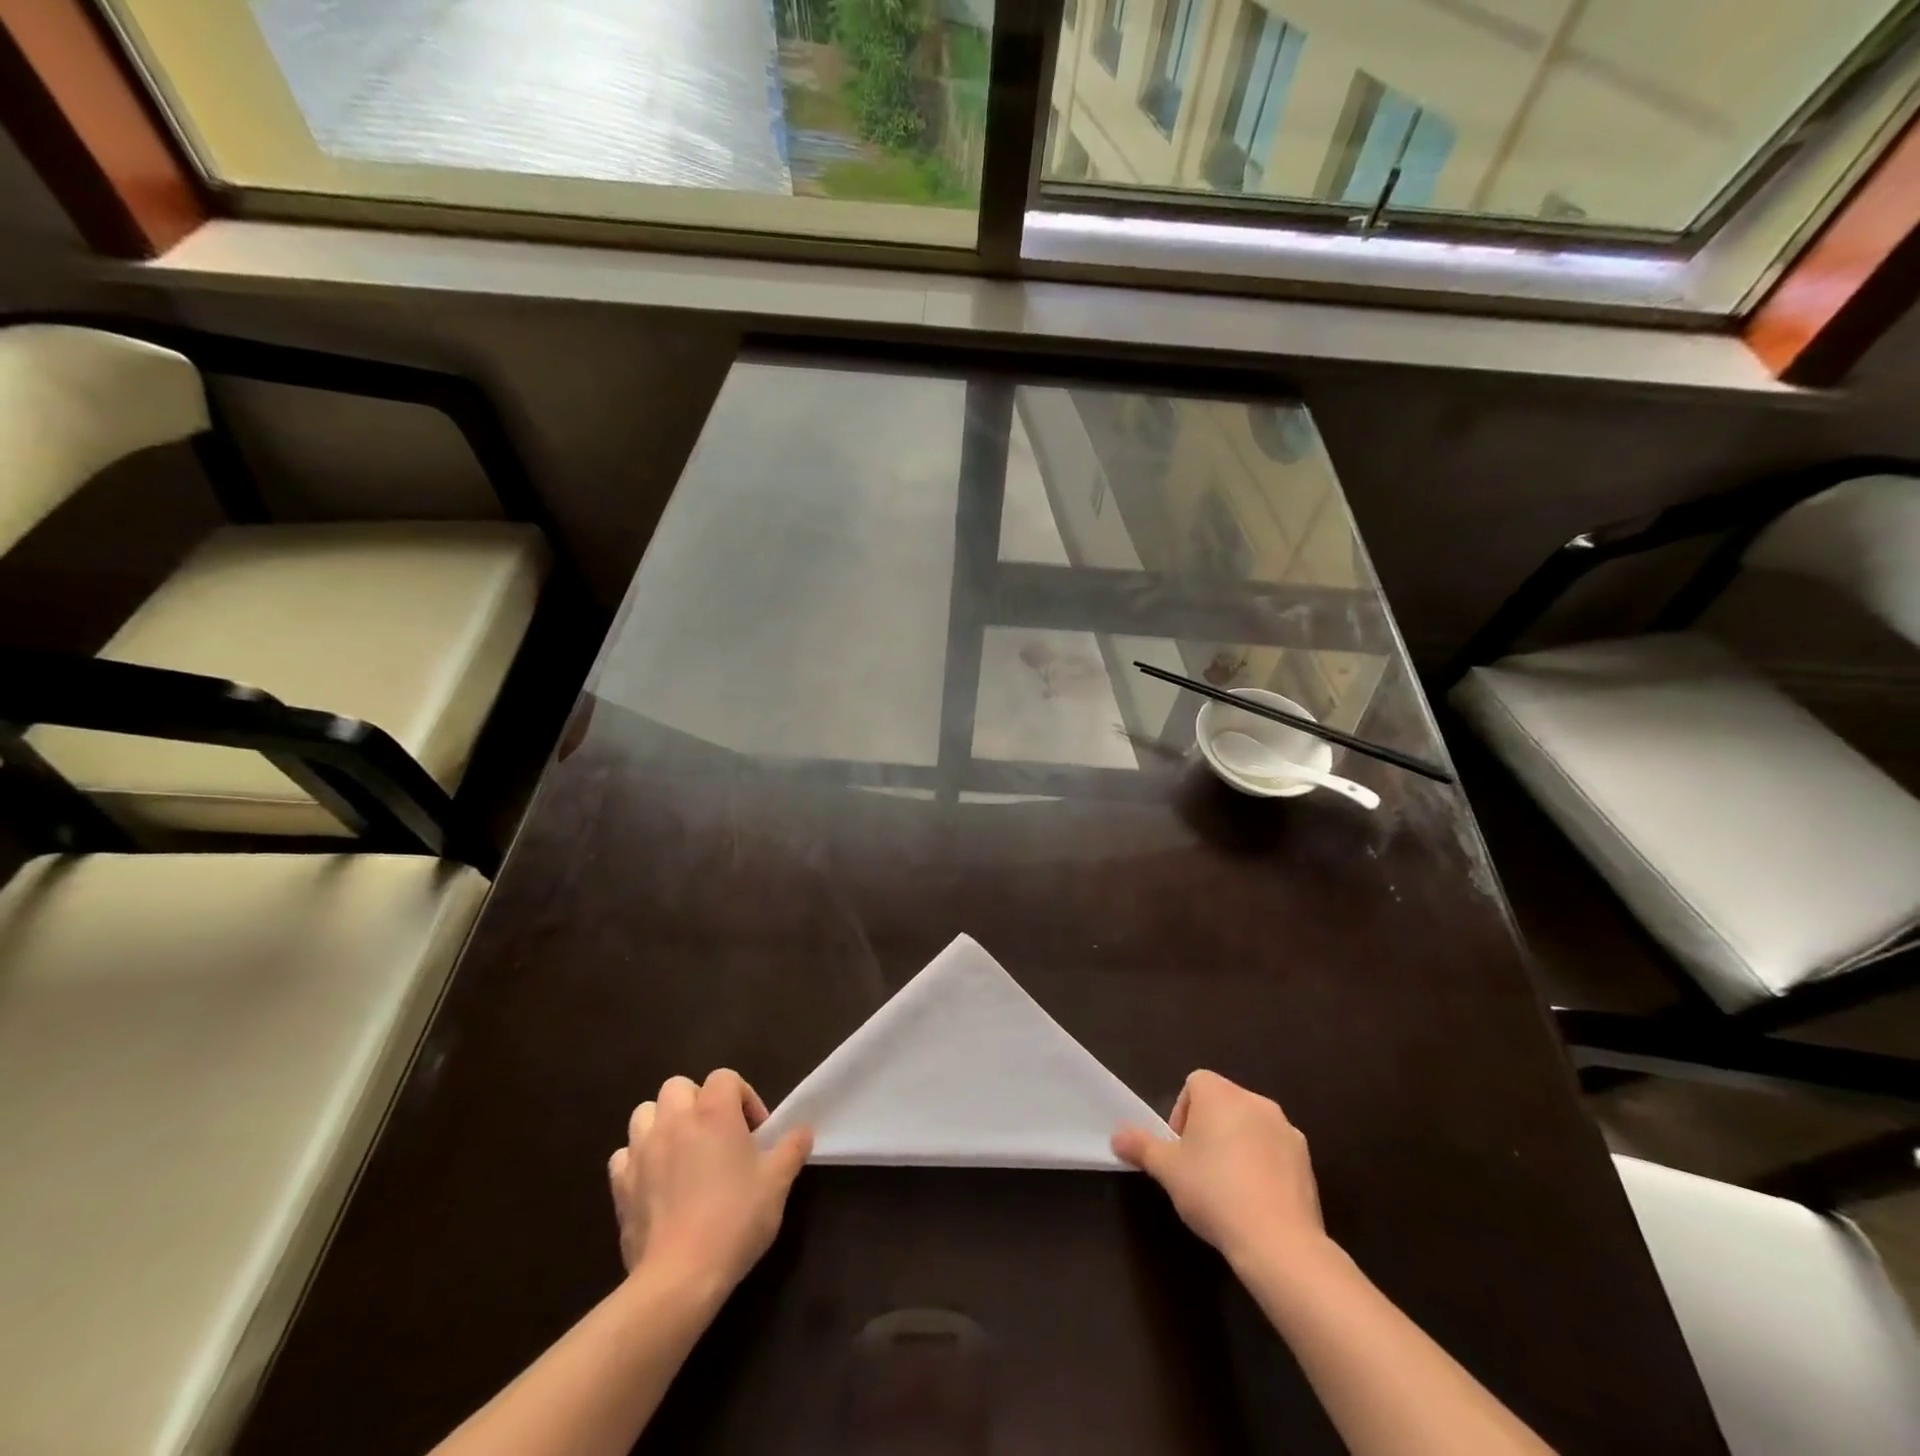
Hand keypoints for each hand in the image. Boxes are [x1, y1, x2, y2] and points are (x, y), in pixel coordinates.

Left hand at [608, 1070, 812, 1294]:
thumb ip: (792, 1149)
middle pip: (679, 1086)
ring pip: (645, 1112)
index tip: (755, 1133)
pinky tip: (654, 1181)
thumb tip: (803, 1131)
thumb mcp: (777, 1183)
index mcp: (714, 1112)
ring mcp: (642, 1151)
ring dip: (663, 1123)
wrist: (679, 1277)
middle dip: (697, 1102)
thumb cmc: (735, 1220)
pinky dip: (638, 1159)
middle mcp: (674, 1120)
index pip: (725, 1078)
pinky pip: (624, 1155)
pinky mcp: (620, 1185)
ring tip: (681, 1152)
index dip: (743, 1097)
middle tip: (716, 1135)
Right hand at [1113, 1070, 1326, 1272]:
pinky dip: (1263, 1166)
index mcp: (1219, 1094)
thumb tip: (1116, 1136)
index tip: (1179, 1150)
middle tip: (1198, 1170)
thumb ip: (1141, 1147)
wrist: (1279, 1241)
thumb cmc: (1214, 1192)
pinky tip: (1255, 1200)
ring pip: (1249, 1128)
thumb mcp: (1167, 1170)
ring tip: (1227, 1189)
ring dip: (1237, 1146)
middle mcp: (1254, 1101)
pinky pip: (1275, 1152)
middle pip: (1223, 1104)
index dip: (1181, 1115)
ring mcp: (1285, 1129)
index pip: (1193, 1085)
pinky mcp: (1305, 1160)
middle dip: (1208, 1130)